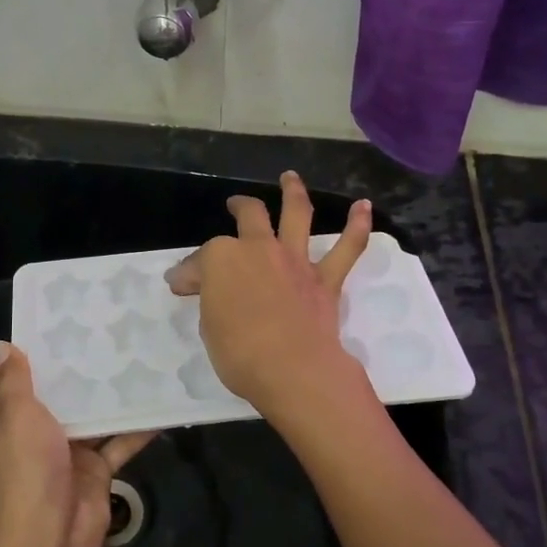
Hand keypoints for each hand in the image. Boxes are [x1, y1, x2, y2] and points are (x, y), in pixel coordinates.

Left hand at [0, 342, 155, 546]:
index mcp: (4, 420)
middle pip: (49, 394)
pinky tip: (159, 402)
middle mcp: (33, 432)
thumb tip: (3, 345)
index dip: (15, 357)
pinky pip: (118, 441)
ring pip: (88, 415)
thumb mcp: (17, 415)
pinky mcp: (95, 469)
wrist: (54, 533)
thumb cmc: (28, 466)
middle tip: (98, 331)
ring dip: (106, 393)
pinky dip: (136, 427)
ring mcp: (66, 450)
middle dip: (70, 368)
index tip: (43, 328)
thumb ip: (14, 380)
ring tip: (132, 355)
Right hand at [165, 171, 372, 423]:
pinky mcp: (325, 279)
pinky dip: (357, 226)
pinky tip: (364, 206)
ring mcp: (294, 260)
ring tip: (291, 177)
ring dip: (293, 192)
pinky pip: (346, 248)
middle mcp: (258, 248)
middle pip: (249, 216)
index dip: (190, 273)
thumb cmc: (238, 353)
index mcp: (221, 258)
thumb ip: (208, 300)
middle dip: (239, 207)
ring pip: (296, 214)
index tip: (182, 287)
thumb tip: (197, 286)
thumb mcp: (208, 327)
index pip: (200, 261)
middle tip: (234, 205)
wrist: (292, 369)